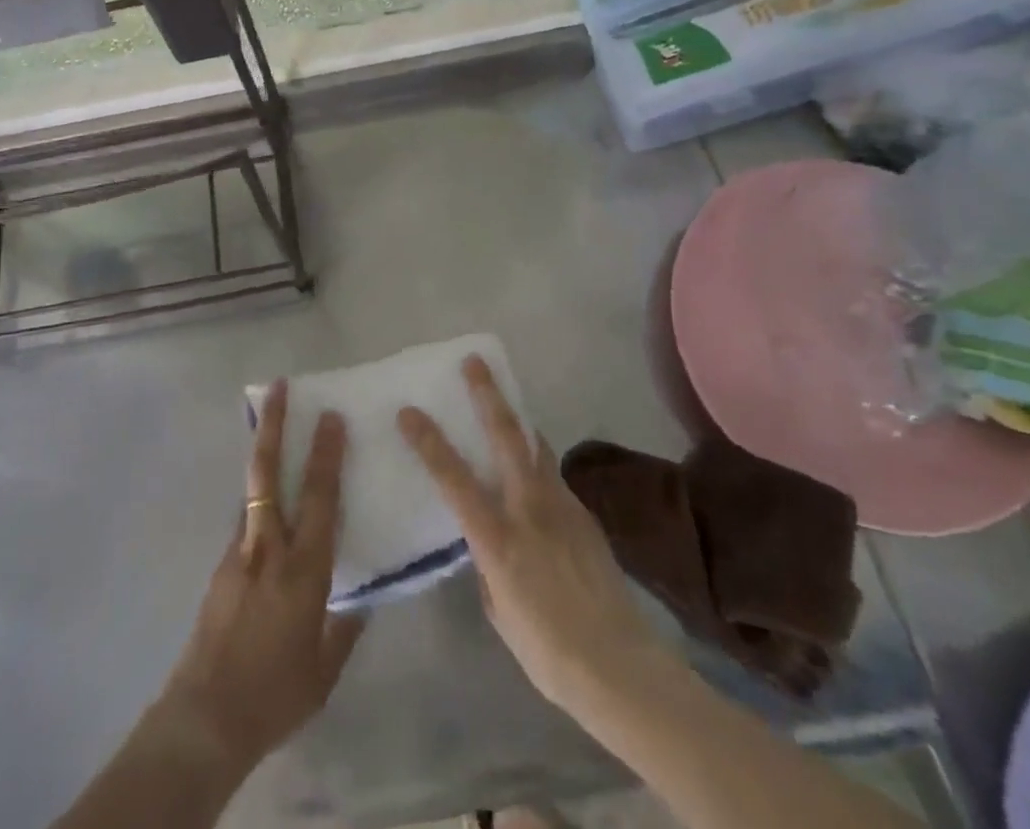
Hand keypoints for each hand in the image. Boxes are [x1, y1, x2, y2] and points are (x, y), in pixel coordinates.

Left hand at [158, 380, 363, 772]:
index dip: (327, 453)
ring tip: (271, 423)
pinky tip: (267, 503)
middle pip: (269, 471)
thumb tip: (362, 595)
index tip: (331, 416)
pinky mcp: (221, 564)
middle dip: (275, 425)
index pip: (320, 497)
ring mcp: (239, 551)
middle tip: (280, 387)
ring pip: (252, 488)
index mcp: (304, 569)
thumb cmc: (277, 693)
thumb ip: (345, 624)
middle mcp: (269, 546)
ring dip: (263, 451)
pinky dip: (257, 496)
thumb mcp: (326, 667)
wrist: (207, 715)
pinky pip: (245, 517)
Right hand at [397, 356, 671, 716]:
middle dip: (488, 395)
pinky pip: (554, 476)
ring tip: (505, 405)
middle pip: (506, 437)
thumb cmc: (547, 650)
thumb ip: (487, 564)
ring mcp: (563, 507)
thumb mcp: (498, 610)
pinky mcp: (585, 515)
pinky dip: (538, 462)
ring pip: (536, 448)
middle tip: (474, 363)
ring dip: (517, 421)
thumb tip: (486, 541)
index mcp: (498, 538)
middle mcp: (530, 509)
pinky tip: (534, 475)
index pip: (454, 479)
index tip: (409, 412)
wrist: (620, 667)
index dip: (429, 442)